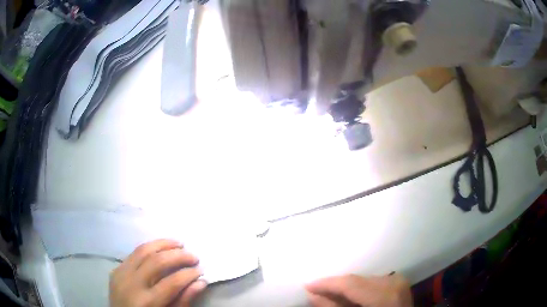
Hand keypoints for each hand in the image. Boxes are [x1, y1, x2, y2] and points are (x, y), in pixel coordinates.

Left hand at [109, 239, 206, 306]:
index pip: (172, 282)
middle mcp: (131, 285)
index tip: (201, 270)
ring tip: (178, 244)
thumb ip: (184, 301)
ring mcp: (120, 274)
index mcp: (147, 302)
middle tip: (193, 256)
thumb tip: (200, 282)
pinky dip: (149, 249)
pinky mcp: (115, 269)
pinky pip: (133, 254)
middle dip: (178, 256)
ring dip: (163, 244)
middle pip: (156, 261)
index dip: (189, 274)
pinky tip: (159, 249)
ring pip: (142, 250)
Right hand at [305, 274, 411, 306]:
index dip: (327, 283)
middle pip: (356, 279)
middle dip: (335, 285)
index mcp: (385, 295)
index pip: (350, 283)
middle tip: (316, 292)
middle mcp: (393, 282)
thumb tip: (312, 295)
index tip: (307, 286)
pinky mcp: (399, 282)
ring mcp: (398, 281)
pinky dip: (358, 289)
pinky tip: (349, 296)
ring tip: (330, 295)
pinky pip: (372, 282)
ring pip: (363, 279)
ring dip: (346, 287)